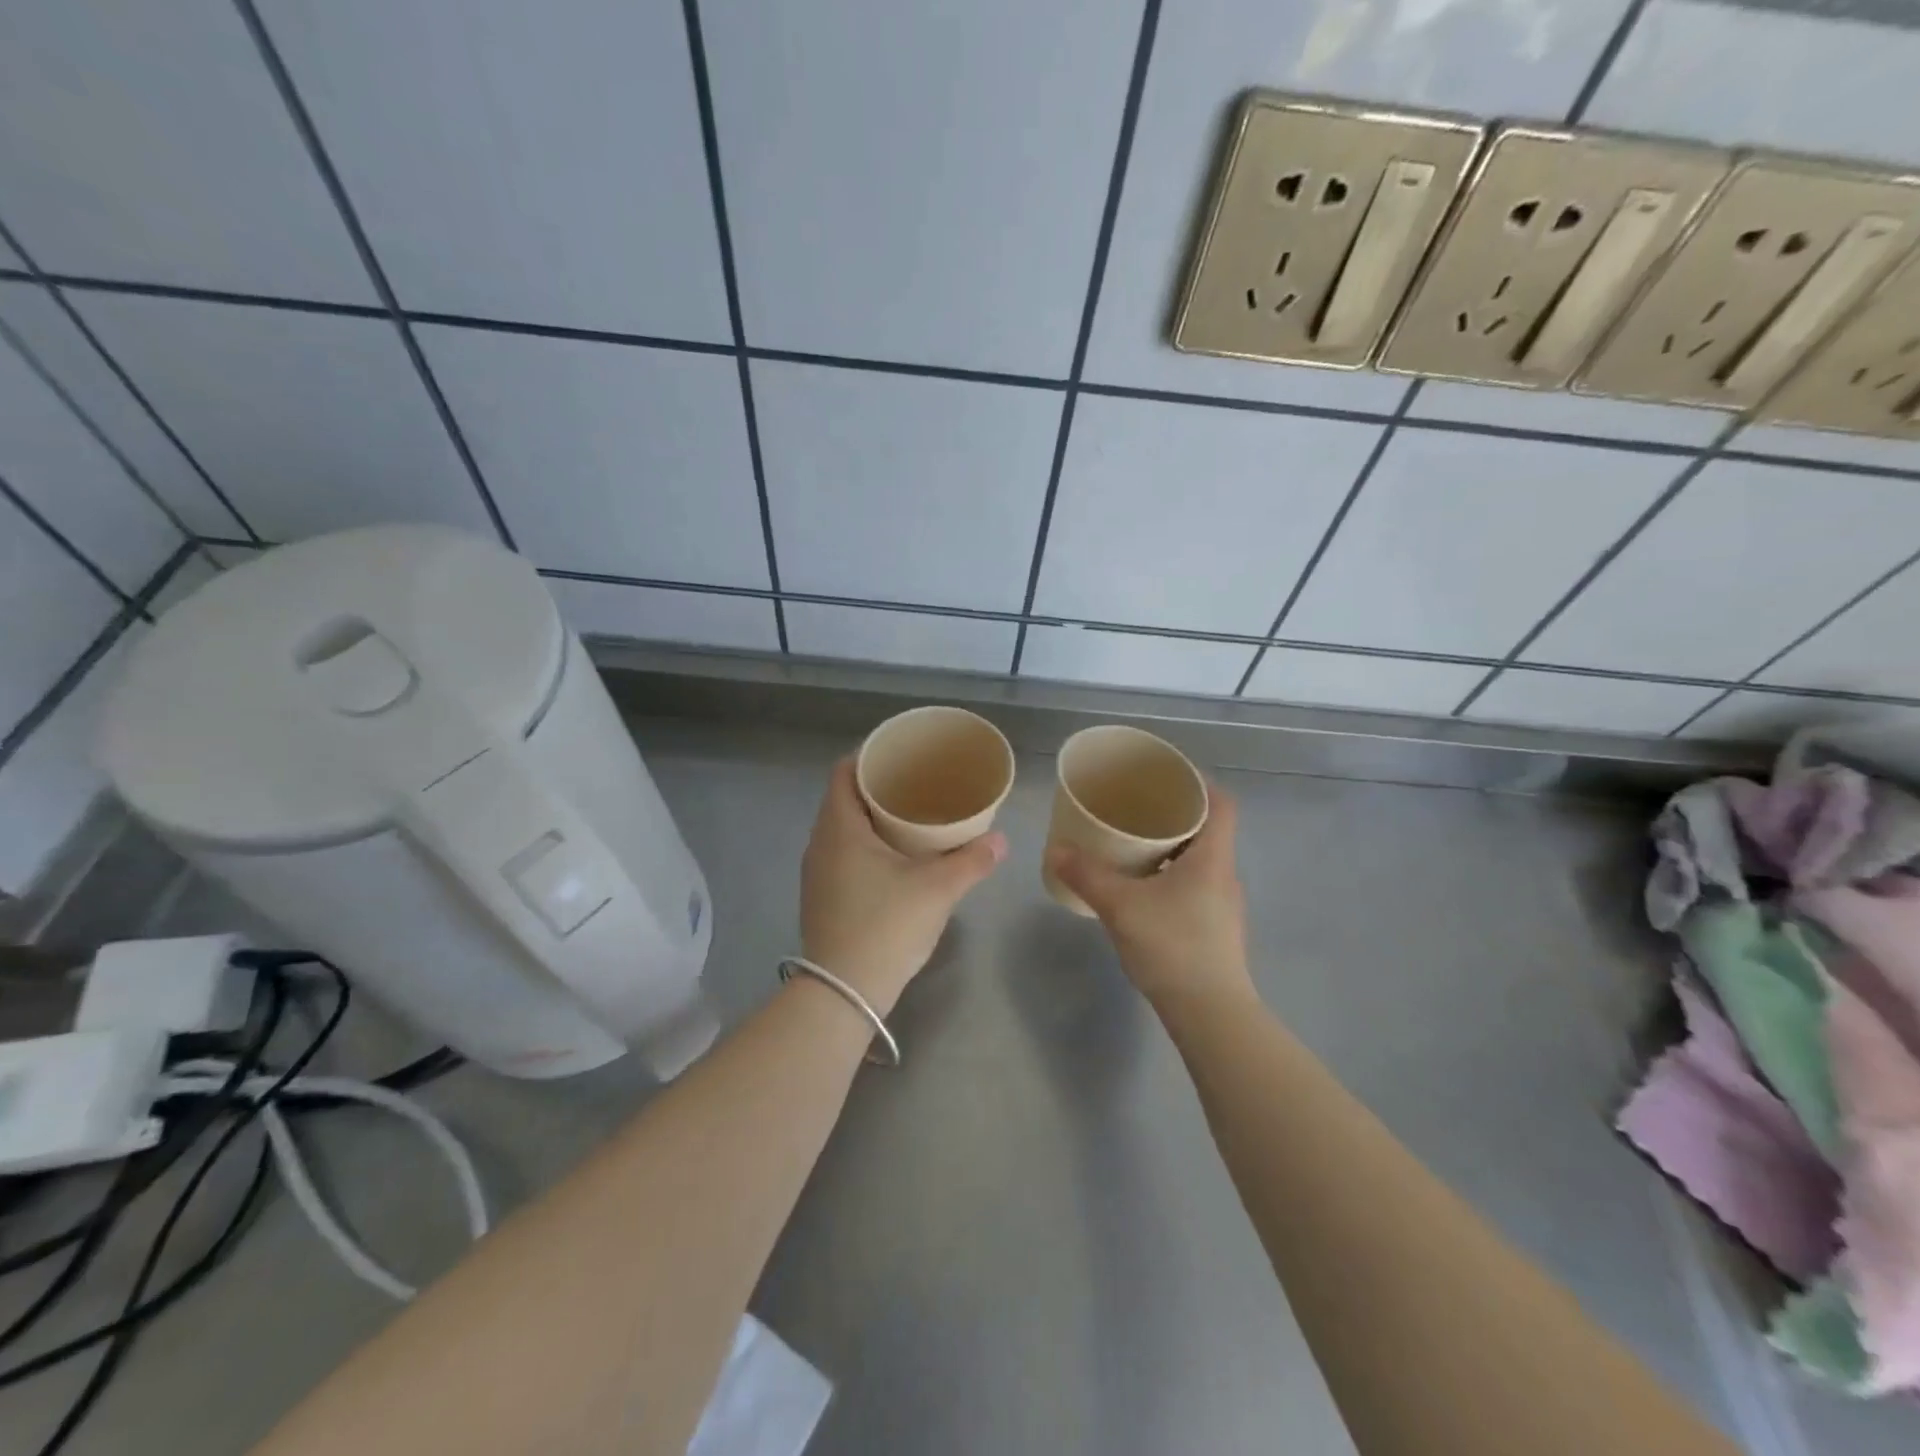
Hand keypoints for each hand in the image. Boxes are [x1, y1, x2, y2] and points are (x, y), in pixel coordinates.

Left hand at [799, 757, 1005, 1015]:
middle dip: (878, 787)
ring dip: (872, 818)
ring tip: (911, 817)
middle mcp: (820, 843)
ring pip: (843, 828)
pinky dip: (866, 843)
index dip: (870, 756)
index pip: (844, 771)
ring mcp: (817, 872)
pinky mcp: (822, 896)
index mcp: (839, 827)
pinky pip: (842, 852)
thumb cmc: (886, 926)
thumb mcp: (937, 889)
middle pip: (844, 797)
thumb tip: (1001, 840)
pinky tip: (895, 857)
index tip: (902, 755)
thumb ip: (972, 860)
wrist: (843, 992)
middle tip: (917, 784)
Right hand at [1044, 785, 1254, 1013]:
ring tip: (1133, 846)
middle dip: (1174, 815)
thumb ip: (1087, 875)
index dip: (1199, 783)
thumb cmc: (1172, 947)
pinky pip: (1195, 886)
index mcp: (1213, 858)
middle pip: (1208, 829)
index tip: (1167, 777)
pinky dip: (1171, 877)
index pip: (1221, 803)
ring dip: (1171, 848)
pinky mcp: (1216, 929)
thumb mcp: (1121, 906)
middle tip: (1137, 809)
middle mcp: (1225, 875)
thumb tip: (1056, 849)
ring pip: (1200, 860)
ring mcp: (1224, 905)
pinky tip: (1142, 890)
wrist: (1210, 1014)